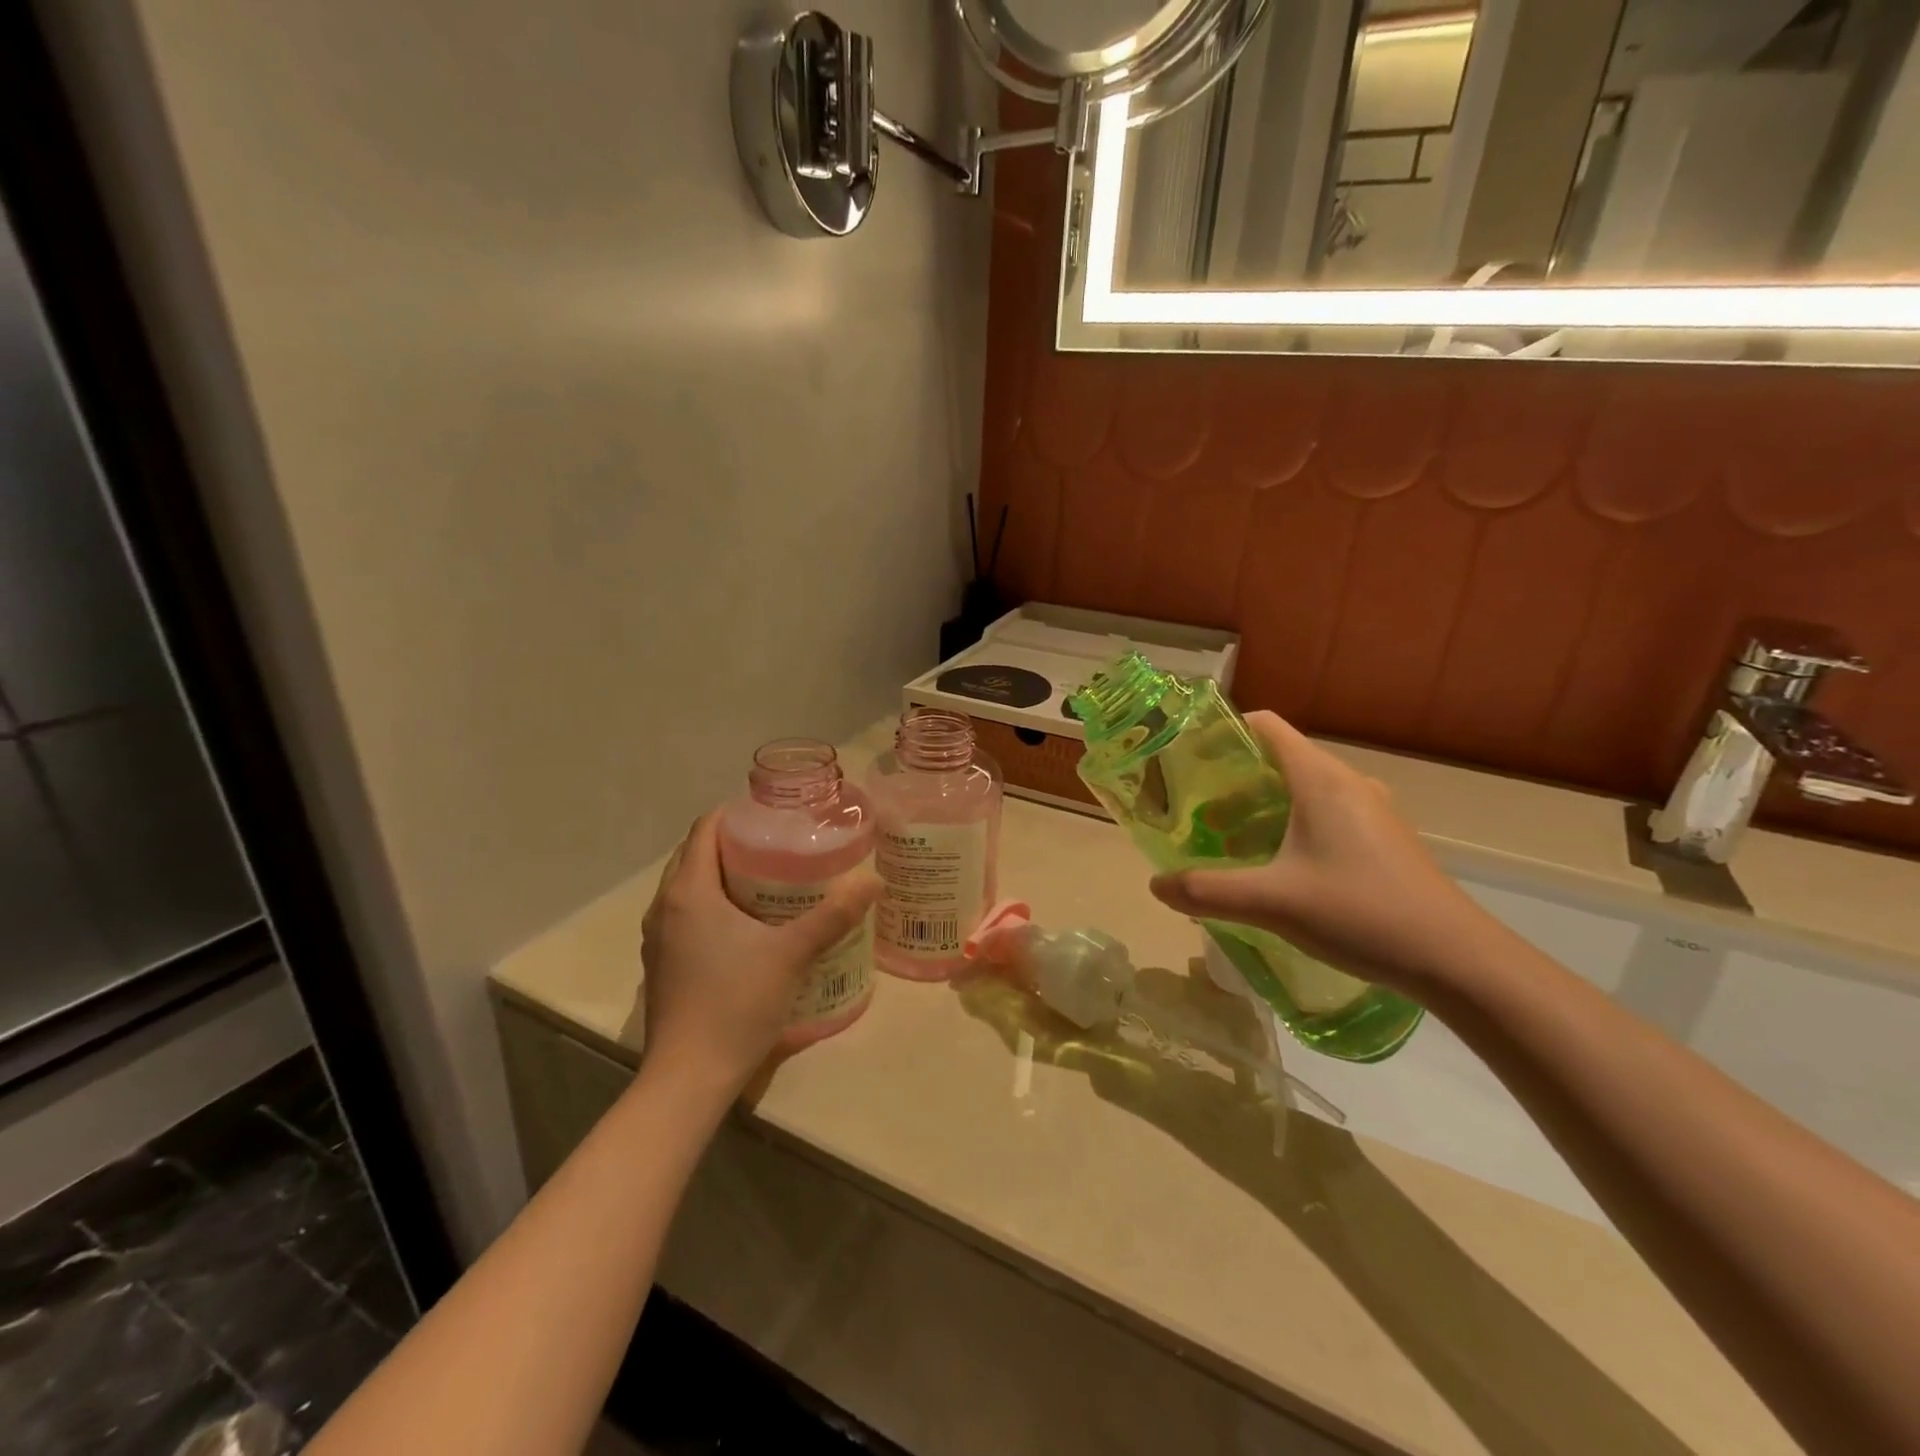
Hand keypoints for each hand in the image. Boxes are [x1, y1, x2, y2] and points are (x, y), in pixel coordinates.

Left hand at [640, 813, 878, 1098]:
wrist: (688, 1079)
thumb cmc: (735, 1004)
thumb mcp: (792, 954)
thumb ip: (833, 915)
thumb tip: (873, 880)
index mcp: (689, 891)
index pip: (705, 828)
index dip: (738, 814)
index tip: (776, 817)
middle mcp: (664, 907)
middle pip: (696, 854)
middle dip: (734, 843)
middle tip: (781, 846)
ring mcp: (658, 938)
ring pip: (689, 887)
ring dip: (722, 875)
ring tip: (769, 879)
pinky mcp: (662, 964)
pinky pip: (686, 915)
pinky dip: (712, 904)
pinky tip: (748, 925)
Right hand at [1149, 712, 1499, 1001]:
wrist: (1458, 960)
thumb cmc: (1361, 913)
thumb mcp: (1272, 902)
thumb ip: (1207, 891)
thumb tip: (1156, 885)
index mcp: (1321, 779)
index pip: (1265, 726)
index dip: (1222, 732)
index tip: (1186, 758)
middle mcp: (1347, 783)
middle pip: (1278, 759)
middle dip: (1232, 780)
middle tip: (1194, 810)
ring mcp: (1371, 811)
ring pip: (1301, 790)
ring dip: (1260, 807)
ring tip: (1226, 841)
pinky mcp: (1383, 839)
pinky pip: (1324, 814)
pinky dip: (1289, 826)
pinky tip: (1275, 868)